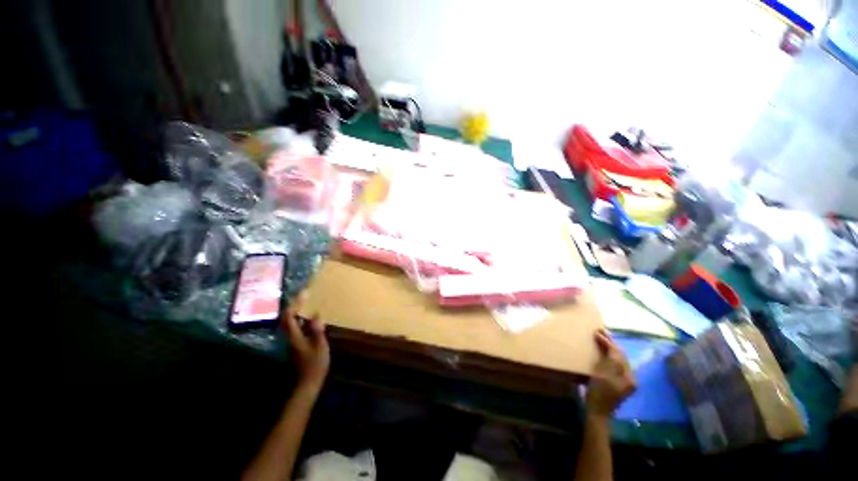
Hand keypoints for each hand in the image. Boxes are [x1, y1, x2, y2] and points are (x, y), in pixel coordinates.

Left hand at [281, 301, 329, 394]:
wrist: (308, 382)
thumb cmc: (315, 364)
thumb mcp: (320, 346)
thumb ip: (317, 329)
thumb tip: (316, 314)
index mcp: (295, 337)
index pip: (289, 317)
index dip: (295, 304)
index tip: (304, 294)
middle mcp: (289, 337)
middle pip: (286, 318)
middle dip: (293, 305)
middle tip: (304, 295)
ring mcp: (291, 341)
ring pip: (289, 322)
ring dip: (295, 311)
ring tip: (306, 302)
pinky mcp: (295, 344)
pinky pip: (295, 327)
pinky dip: (299, 318)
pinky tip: (308, 317)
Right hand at [586, 329, 635, 417]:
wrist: (598, 413)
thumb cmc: (599, 394)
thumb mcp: (603, 376)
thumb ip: (611, 361)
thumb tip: (612, 346)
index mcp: (628, 376)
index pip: (619, 353)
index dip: (608, 342)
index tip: (597, 332)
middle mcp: (630, 377)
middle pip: (621, 356)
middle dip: (611, 343)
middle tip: (600, 331)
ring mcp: (625, 381)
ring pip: (619, 359)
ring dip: (610, 348)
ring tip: (601, 338)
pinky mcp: (619, 383)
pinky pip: (615, 364)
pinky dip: (609, 356)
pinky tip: (603, 352)